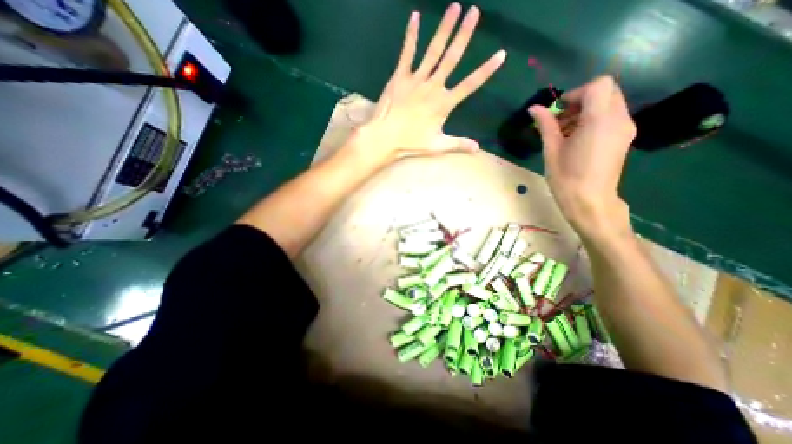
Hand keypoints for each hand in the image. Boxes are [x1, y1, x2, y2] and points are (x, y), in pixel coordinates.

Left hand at [348, 2, 505, 166]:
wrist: (385, 138)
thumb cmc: (411, 143)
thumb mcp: (437, 146)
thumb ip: (458, 144)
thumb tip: (478, 149)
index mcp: (443, 104)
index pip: (470, 85)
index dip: (486, 70)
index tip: (501, 54)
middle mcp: (432, 87)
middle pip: (452, 58)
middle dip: (464, 35)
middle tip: (474, 12)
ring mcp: (416, 80)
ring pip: (433, 50)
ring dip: (444, 29)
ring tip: (455, 7)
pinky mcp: (400, 77)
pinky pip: (407, 53)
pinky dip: (411, 35)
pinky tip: (415, 17)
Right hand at [529, 74, 638, 235]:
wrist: (590, 202)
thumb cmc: (566, 178)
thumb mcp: (551, 150)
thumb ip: (546, 125)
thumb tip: (534, 108)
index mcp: (600, 120)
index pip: (599, 85)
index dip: (576, 93)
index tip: (559, 111)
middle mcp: (619, 119)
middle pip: (606, 91)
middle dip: (580, 101)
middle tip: (560, 121)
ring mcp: (625, 128)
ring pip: (609, 103)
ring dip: (586, 110)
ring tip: (566, 133)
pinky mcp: (624, 138)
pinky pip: (612, 116)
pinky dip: (594, 120)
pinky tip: (577, 139)